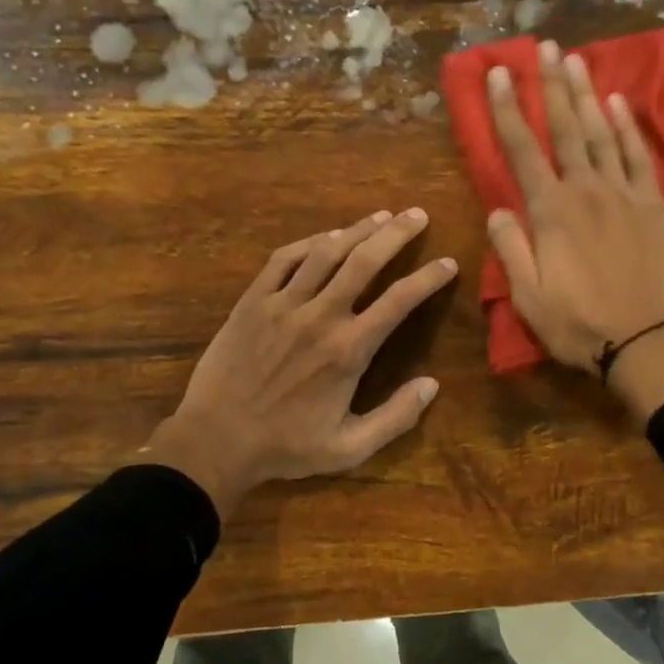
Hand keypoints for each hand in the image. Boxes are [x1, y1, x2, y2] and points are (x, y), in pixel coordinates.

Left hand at [148, 209, 456, 517]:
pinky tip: (327, 236)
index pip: (399, 301)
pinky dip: (309, 242)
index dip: (429, 278)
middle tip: (418, 215)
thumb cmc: (286, 447)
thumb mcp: (349, 448)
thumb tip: (432, 385)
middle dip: (397, 234)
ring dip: (358, 229)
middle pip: (365, 261)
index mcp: (349, 350)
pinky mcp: (253, 301)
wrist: (215, 441)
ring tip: (381, 215)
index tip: (448, 263)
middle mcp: (320, 316)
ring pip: (327, 252)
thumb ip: (395, 417)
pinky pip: (284, 259)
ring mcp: (283, 304)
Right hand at [485, 39, 663, 422]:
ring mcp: (624, 193)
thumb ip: (511, 247)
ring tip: (576, 59)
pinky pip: (639, 156)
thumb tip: (499, 207)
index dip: (507, 109)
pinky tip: (618, 103)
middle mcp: (586, 190)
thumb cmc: (578, 323)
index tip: (498, 74)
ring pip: (601, 133)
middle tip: (543, 47)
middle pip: (564, 128)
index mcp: (551, 211)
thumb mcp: (528, 296)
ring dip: (586, 94)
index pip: (521, 150)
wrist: (643, 341)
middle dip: (551, 85)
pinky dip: (627, 127)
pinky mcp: (653, 204)